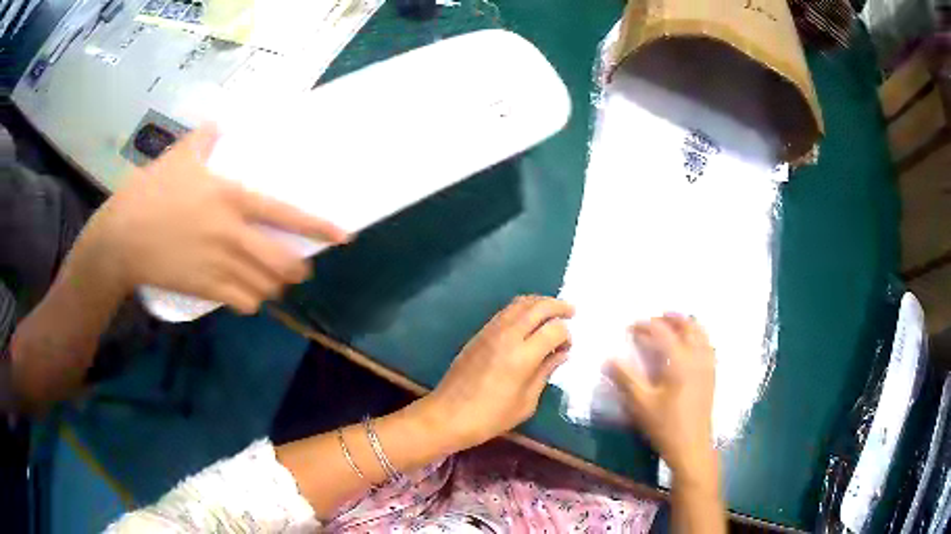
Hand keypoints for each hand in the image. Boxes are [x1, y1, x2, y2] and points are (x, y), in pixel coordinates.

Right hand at [68, 124, 348, 313]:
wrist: (122, 236)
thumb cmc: (151, 192)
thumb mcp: (179, 156)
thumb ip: (205, 138)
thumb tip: (219, 121)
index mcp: (233, 198)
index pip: (287, 214)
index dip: (319, 227)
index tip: (344, 236)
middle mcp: (234, 234)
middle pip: (284, 262)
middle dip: (297, 268)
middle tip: (296, 266)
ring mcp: (220, 265)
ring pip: (266, 286)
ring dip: (275, 286)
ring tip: (273, 281)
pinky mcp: (206, 289)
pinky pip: (243, 303)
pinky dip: (251, 301)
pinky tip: (246, 295)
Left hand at [421, 296, 573, 451]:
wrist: (448, 414)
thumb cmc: (490, 417)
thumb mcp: (526, 403)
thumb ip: (545, 373)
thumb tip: (561, 354)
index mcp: (522, 356)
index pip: (554, 329)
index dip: (566, 335)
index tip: (567, 348)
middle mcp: (508, 336)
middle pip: (538, 306)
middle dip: (558, 306)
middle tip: (571, 312)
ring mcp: (491, 331)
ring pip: (519, 303)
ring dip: (539, 302)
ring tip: (552, 311)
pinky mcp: (479, 333)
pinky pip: (506, 311)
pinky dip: (522, 308)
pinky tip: (528, 321)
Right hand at [606, 314, 715, 474]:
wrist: (691, 446)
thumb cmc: (664, 425)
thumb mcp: (640, 403)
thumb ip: (625, 377)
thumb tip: (609, 358)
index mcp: (679, 360)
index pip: (662, 331)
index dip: (645, 325)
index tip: (630, 327)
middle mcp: (697, 356)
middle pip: (687, 325)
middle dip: (670, 318)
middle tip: (652, 320)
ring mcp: (707, 365)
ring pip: (701, 333)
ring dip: (686, 324)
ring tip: (671, 327)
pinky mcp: (711, 375)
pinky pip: (707, 345)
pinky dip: (696, 336)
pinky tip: (688, 346)